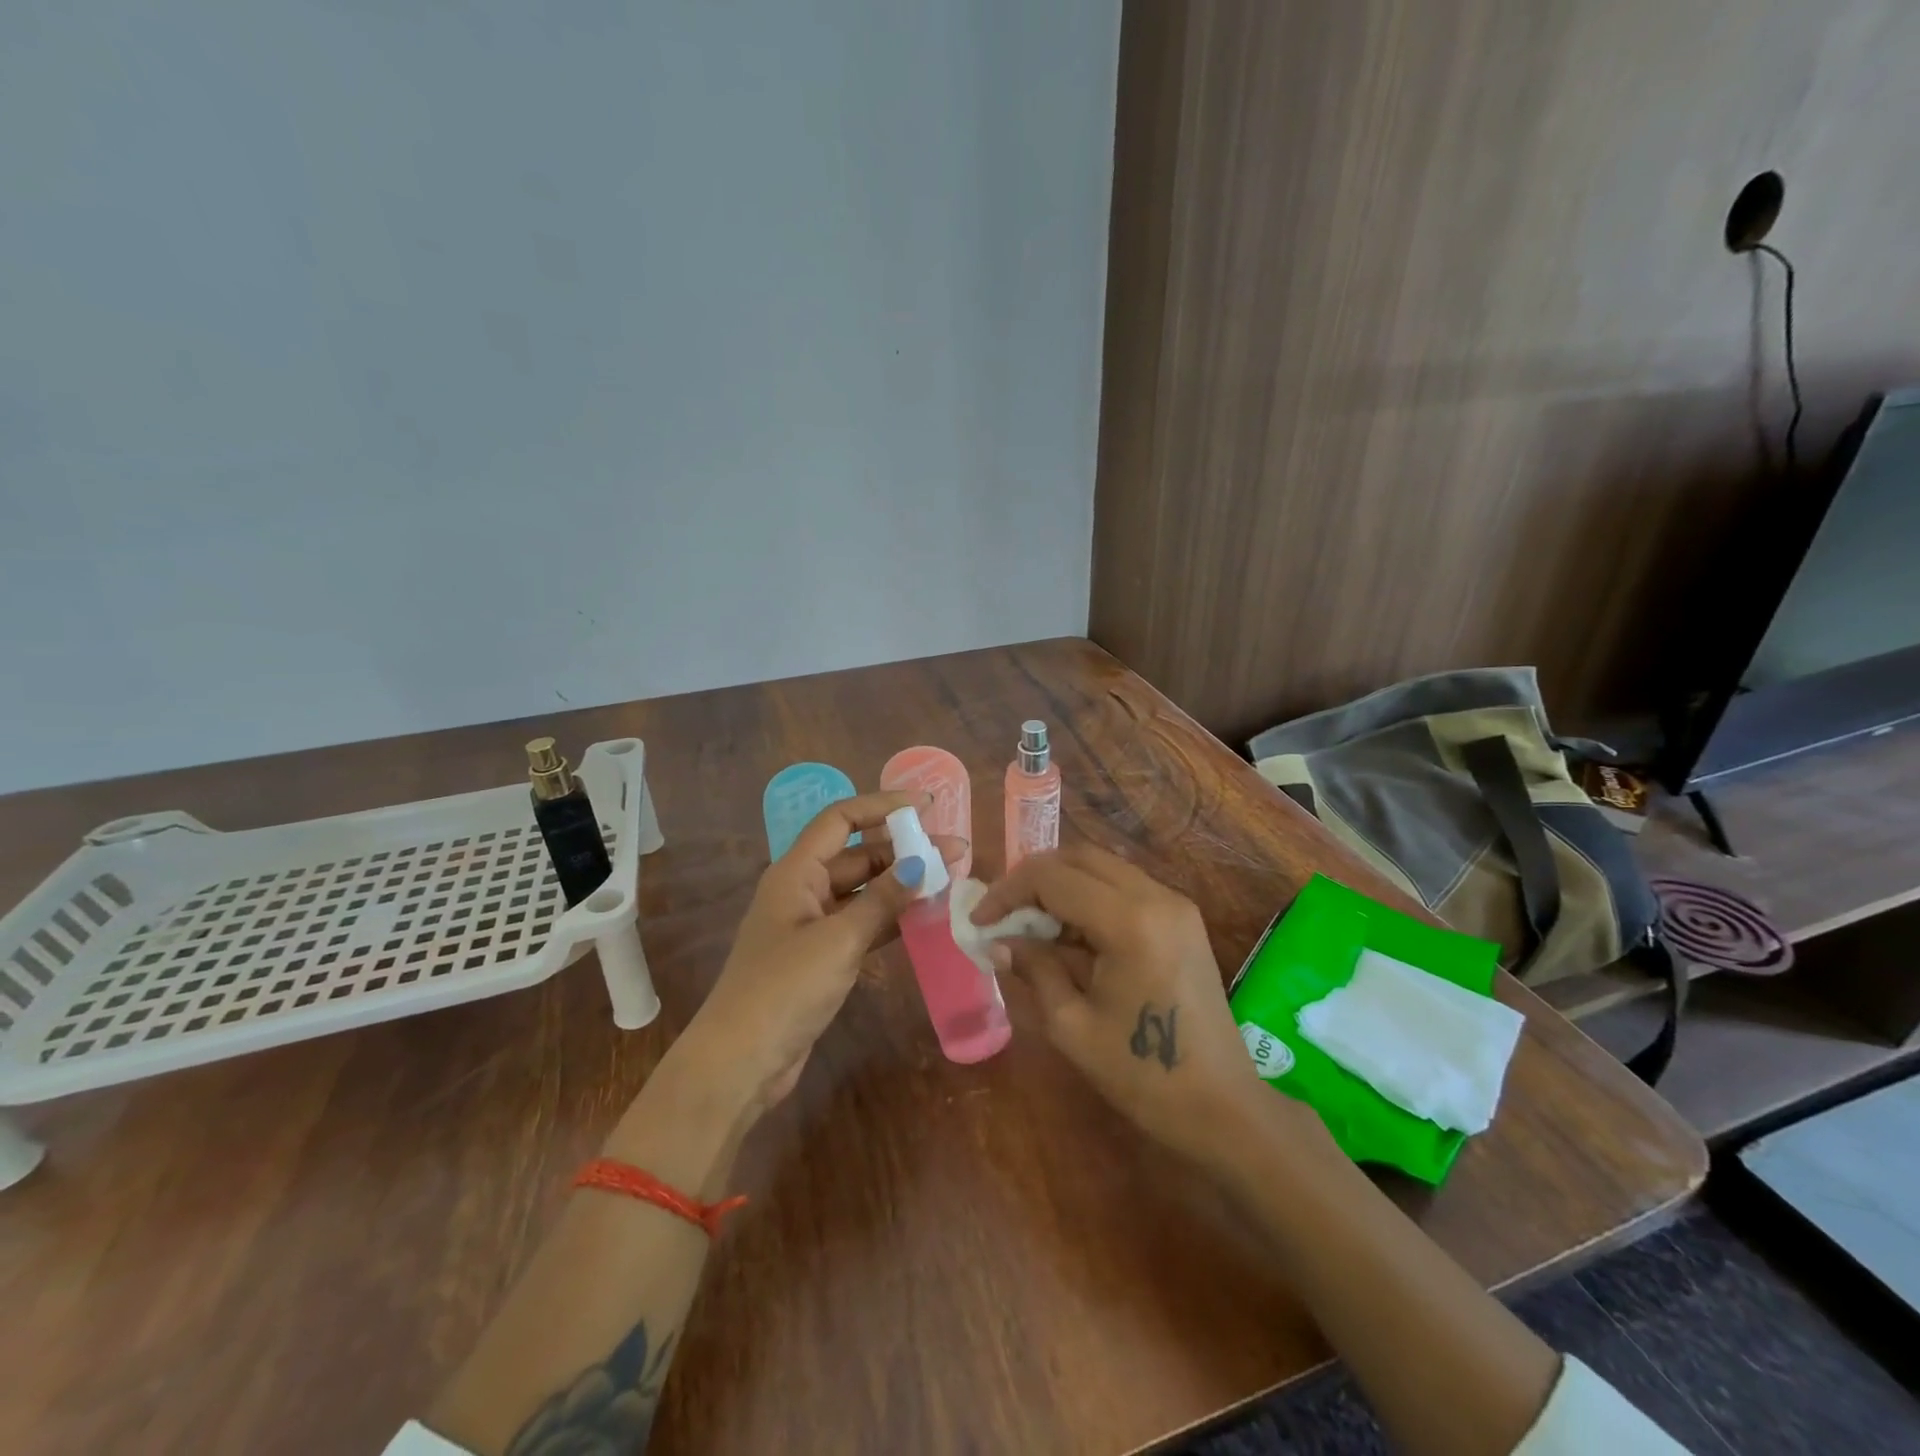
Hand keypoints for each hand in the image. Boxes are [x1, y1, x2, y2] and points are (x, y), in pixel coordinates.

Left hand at [669, 791, 963, 1120]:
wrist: (742, 1061)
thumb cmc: (785, 988)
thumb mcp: (839, 939)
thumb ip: (882, 900)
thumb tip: (921, 863)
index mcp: (796, 872)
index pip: (841, 820)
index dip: (882, 806)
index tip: (925, 805)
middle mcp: (802, 889)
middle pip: (857, 855)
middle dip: (904, 850)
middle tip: (955, 852)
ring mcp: (811, 924)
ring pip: (863, 891)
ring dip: (901, 884)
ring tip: (948, 880)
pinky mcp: (820, 956)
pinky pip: (861, 923)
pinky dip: (890, 918)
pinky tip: (925, 918)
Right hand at [971, 846, 1269, 1158]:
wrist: (1223, 1108)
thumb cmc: (1142, 1076)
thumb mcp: (1071, 1026)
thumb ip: (1034, 969)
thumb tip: (1000, 941)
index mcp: (1129, 921)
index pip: (1052, 877)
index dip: (1007, 892)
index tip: (980, 921)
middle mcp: (1156, 896)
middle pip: (1078, 857)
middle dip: (1032, 879)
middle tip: (1002, 915)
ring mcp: (1175, 904)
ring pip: (1102, 867)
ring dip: (1061, 886)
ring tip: (1030, 926)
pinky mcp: (1182, 918)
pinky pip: (1124, 887)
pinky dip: (1089, 898)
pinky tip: (1069, 936)